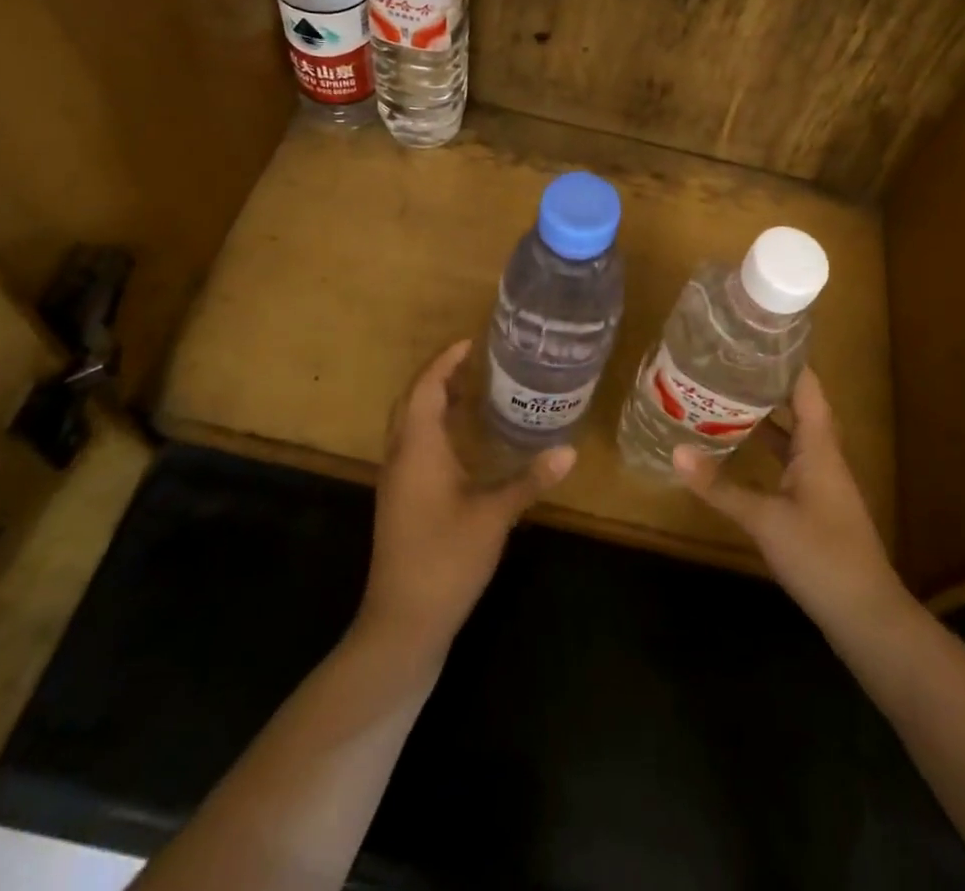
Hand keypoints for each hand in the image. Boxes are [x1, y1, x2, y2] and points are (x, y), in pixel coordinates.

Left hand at [360, 339, 575, 654]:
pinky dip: (433, 428)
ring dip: (434, 401)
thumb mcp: (494, 517)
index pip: (425, 388)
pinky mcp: (399, 501)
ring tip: (471, 390)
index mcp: (418, 449)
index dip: (445, 361)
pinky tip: (461, 441)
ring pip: (409, 424)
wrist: (402, 622)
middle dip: (438, 376)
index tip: (471, 342)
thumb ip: (530, 480)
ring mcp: (396, 481)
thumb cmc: (446, 559)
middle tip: (474, 361)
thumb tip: (569, 449)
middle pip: (411, 401)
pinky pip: (412, 446)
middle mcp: (400, 457)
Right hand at [674, 368, 905, 638]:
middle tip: (725, 365)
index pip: (806, 386)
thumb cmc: (821, 555)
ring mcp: (820, 481)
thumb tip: (675, 452)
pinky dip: (765, 449)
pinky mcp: (814, 504)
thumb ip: (720, 487)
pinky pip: (788, 460)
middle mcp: (822, 455)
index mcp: (819, 446)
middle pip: (797, 406)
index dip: (784, 360)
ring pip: (791, 435)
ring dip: (764, 417)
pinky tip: (738, 450)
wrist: (866, 616)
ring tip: (724, 397)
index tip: (751, 338)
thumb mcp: (765, 520)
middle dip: (765, 384)